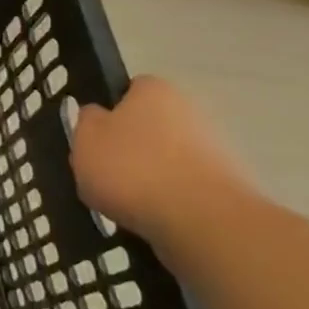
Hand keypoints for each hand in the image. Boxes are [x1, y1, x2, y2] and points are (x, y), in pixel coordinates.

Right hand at [70, 76, 255, 244]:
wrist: (201, 219)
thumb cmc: (131, 167)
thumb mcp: (85, 138)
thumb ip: (86, 121)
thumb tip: (97, 115)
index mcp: (154, 90)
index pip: (128, 89)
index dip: (108, 110)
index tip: (92, 135)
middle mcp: (189, 111)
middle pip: (147, 126)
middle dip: (127, 146)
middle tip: (100, 171)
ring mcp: (211, 149)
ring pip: (163, 159)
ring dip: (145, 175)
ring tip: (121, 201)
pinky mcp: (223, 185)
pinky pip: (180, 187)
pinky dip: (164, 199)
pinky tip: (148, 215)